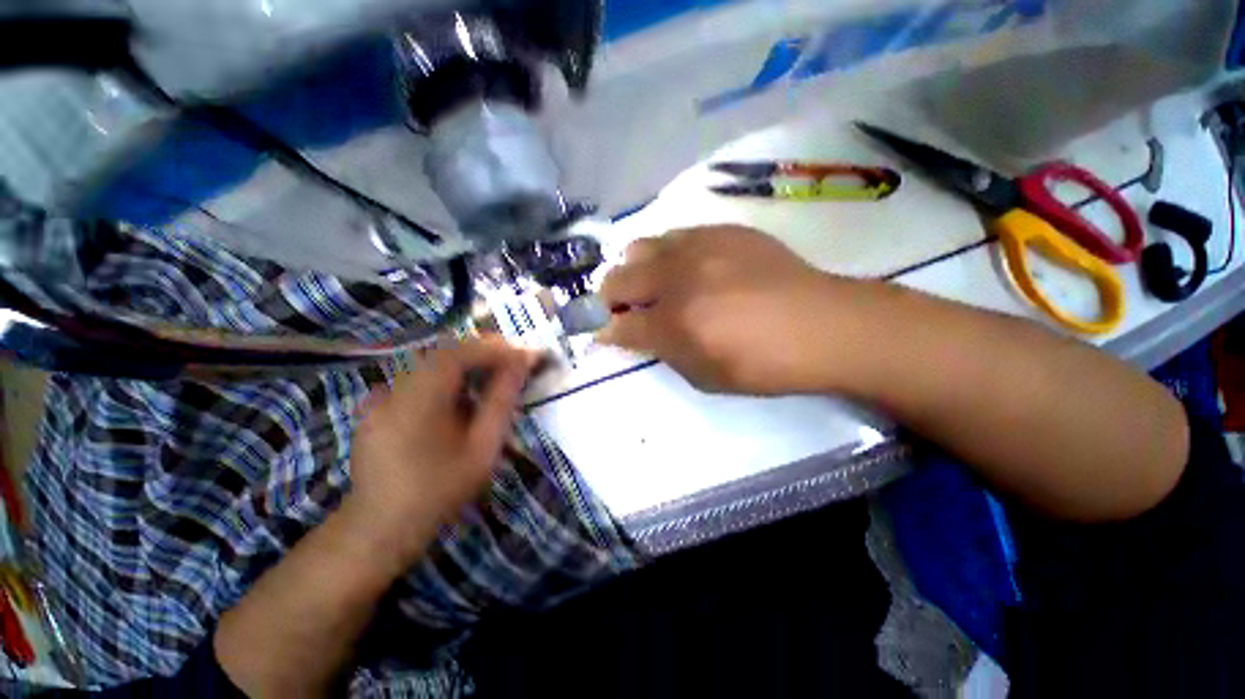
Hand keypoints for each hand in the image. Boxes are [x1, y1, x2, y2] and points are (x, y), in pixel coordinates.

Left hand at [343, 337, 538, 564]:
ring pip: (432, 363)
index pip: (458, 353)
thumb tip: (521, 364)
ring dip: (468, 363)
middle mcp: (395, 389)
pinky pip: (419, 378)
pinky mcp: (378, 405)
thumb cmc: (439, 490)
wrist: (381, 528)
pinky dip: (448, 376)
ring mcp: (381, 396)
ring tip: (496, 374)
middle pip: (444, 352)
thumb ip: (501, 401)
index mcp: (418, 400)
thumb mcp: (482, 448)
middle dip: (483, 351)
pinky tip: (462, 395)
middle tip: (515, 359)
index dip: (494, 348)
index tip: (524, 354)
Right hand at [598, 225, 870, 394]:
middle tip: (622, 309)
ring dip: (634, 269)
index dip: (605, 332)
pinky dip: (666, 254)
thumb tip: (640, 335)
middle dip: (609, 298)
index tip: (603, 334)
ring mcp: (697, 249)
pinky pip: (674, 234)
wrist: (821, 325)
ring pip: (639, 247)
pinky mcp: (720, 231)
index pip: (618, 327)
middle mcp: (676, 280)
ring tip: (651, 282)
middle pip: (617, 280)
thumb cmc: (763, 364)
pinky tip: (683, 266)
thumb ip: (665, 353)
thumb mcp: (705, 377)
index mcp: (673, 324)